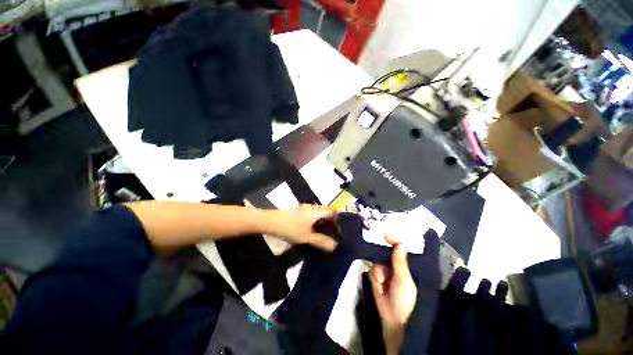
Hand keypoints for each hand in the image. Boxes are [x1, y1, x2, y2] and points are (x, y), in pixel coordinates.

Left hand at [265, 204, 337, 251]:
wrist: (271, 222)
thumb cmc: (290, 228)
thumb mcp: (306, 237)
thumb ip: (321, 241)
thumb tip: (335, 245)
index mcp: (316, 211)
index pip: (332, 210)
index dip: (338, 218)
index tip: (340, 228)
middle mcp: (312, 207)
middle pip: (326, 211)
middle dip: (331, 220)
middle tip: (333, 232)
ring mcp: (305, 208)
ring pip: (319, 212)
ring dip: (323, 220)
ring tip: (324, 232)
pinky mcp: (299, 211)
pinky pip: (312, 214)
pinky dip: (316, 220)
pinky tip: (313, 230)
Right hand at [369, 244, 416, 354]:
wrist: (393, 319)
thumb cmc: (404, 299)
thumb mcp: (403, 279)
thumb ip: (400, 261)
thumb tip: (400, 243)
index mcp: (404, 267)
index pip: (398, 250)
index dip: (392, 241)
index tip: (385, 235)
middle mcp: (393, 267)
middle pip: (384, 253)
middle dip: (381, 256)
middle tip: (382, 258)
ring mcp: (384, 272)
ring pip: (377, 262)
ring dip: (379, 273)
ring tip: (383, 284)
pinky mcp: (376, 278)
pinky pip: (372, 270)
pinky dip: (375, 278)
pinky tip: (379, 286)